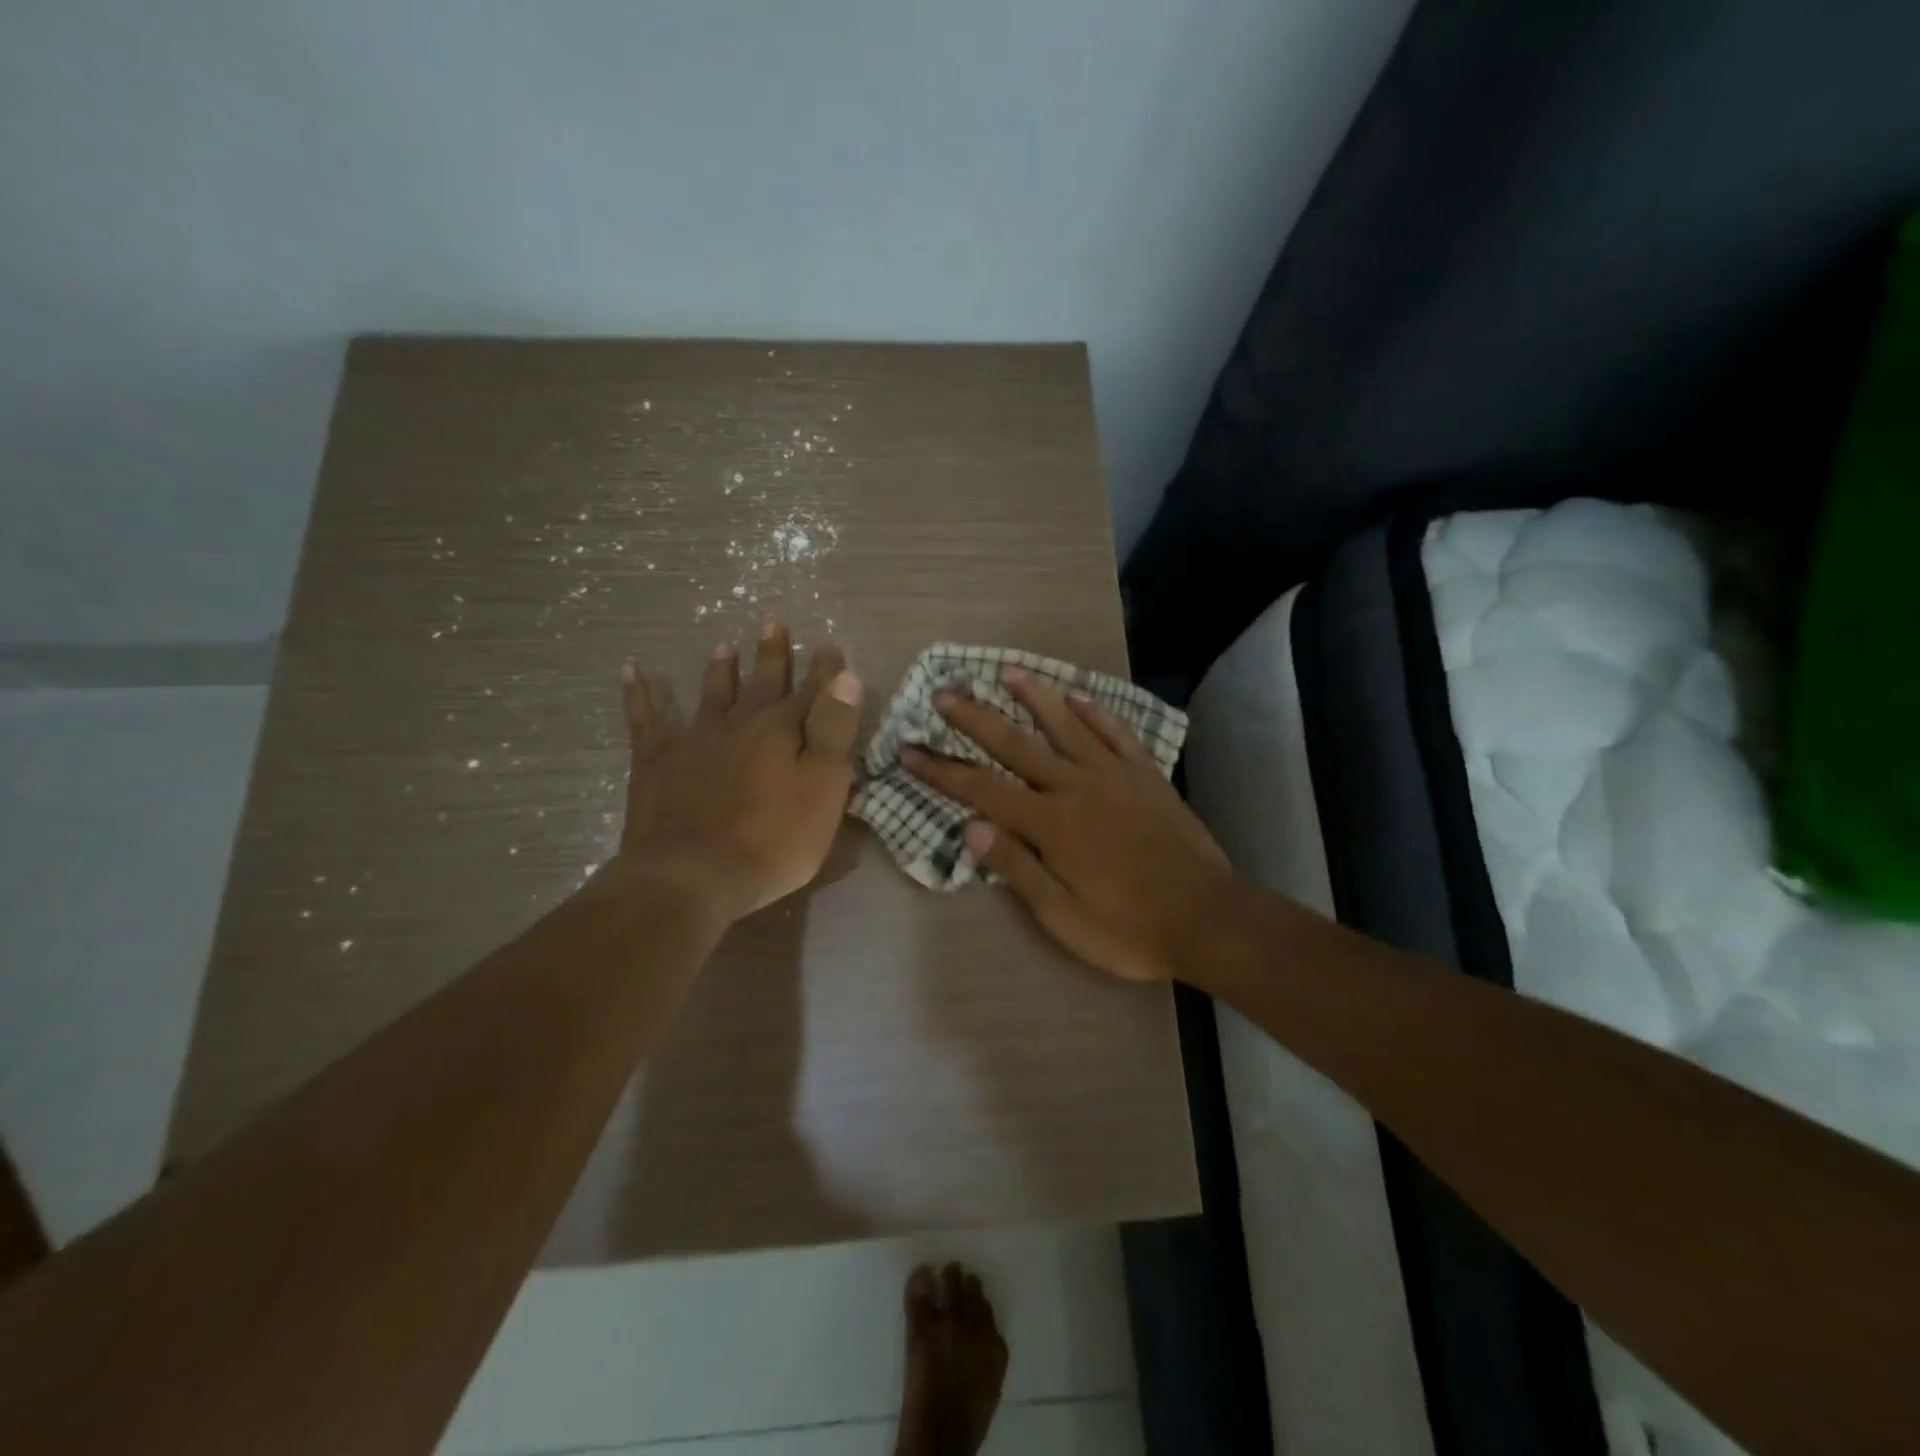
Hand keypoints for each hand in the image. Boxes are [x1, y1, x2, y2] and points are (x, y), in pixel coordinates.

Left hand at [616, 621, 862, 921]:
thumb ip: (833, 730)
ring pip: (711, 694)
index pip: (812, 692)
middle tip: (773, 622)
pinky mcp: (655, 762)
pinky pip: (646, 719)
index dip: (825, 670)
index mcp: (782, 730)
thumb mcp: (822, 788)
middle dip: (772, 654)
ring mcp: (694, 740)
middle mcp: (739, 723)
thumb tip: (846, 676)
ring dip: (720, 669)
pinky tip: (632, 670)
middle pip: (761, 682)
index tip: (832, 646)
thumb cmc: (772, 839)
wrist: (691, 876)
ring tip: (723, 645)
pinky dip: (640, 694)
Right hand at [902, 669, 1233, 982]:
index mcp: (1052, 824)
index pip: (982, 789)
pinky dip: (1095, 712)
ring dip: (1034, 697)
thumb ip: (1018, 869)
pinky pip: (1116, 734)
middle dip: (975, 720)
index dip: (942, 771)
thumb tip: (972, 828)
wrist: (1208, 918)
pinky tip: (1078, 695)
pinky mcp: (1146, 776)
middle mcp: (1077, 787)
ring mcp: (1115, 776)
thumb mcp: (1063, 917)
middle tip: (945, 694)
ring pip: (1066, 726)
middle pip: (1016, 745)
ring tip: (1008, 672)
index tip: (910, 751)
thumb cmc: (1130, 928)